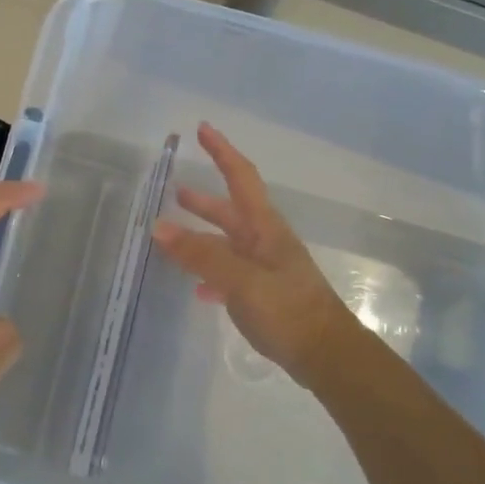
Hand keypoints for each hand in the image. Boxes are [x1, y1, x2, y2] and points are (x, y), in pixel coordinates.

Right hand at [152, 123, 364, 387]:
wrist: (326, 354)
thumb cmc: (287, 310)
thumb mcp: (241, 279)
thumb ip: (200, 254)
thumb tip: (158, 226)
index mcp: (264, 228)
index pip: (241, 178)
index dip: (222, 151)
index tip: (203, 128)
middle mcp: (264, 241)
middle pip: (231, 210)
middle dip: (204, 198)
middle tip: (174, 188)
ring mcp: (265, 268)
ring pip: (228, 242)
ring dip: (204, 232)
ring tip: (174, 231)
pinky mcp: (263, 294)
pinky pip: (230, 272)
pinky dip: (210, 272)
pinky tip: (197, 287)